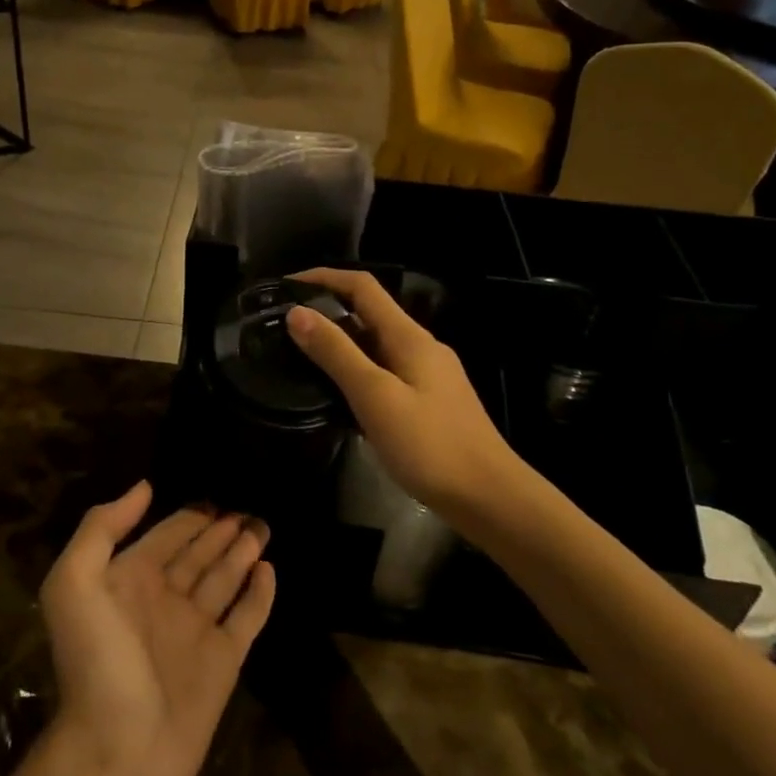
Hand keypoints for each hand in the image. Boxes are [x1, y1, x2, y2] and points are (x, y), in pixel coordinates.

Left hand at [39, 482, 274, 775]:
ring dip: (242, 553)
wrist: (118, 754)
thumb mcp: (75, 584)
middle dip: (220, 530)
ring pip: (224, 580)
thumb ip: (102, 529)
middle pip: (198, 554)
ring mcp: (195, 632)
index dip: (187, 516)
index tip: (214, 495)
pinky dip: (259, 594)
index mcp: (130, 581)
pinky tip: (270, 569)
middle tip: (248, 508)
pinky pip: (246, 618)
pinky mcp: (223, 663)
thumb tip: (144, 487)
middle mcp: (164, 601)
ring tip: (262, 526)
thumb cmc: (96, 662)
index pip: (165, 536)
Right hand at [285, 268, 515, 512]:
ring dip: (340, 341)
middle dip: (327, 309)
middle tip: (285, 324)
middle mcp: (420, 346)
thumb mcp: (375, 396)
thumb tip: (297, 312)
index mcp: (409, 336)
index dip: (324, 277)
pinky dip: (356, 369)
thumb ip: (336, 353)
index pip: (363, 287)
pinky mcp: (429, 401)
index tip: (286, 285)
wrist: (490, 498)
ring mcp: (428, 374)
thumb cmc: (430, 445)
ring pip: (376, 344)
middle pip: (369, 312)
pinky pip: (384, 370)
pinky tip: (338, 393)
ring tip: (302, 355)